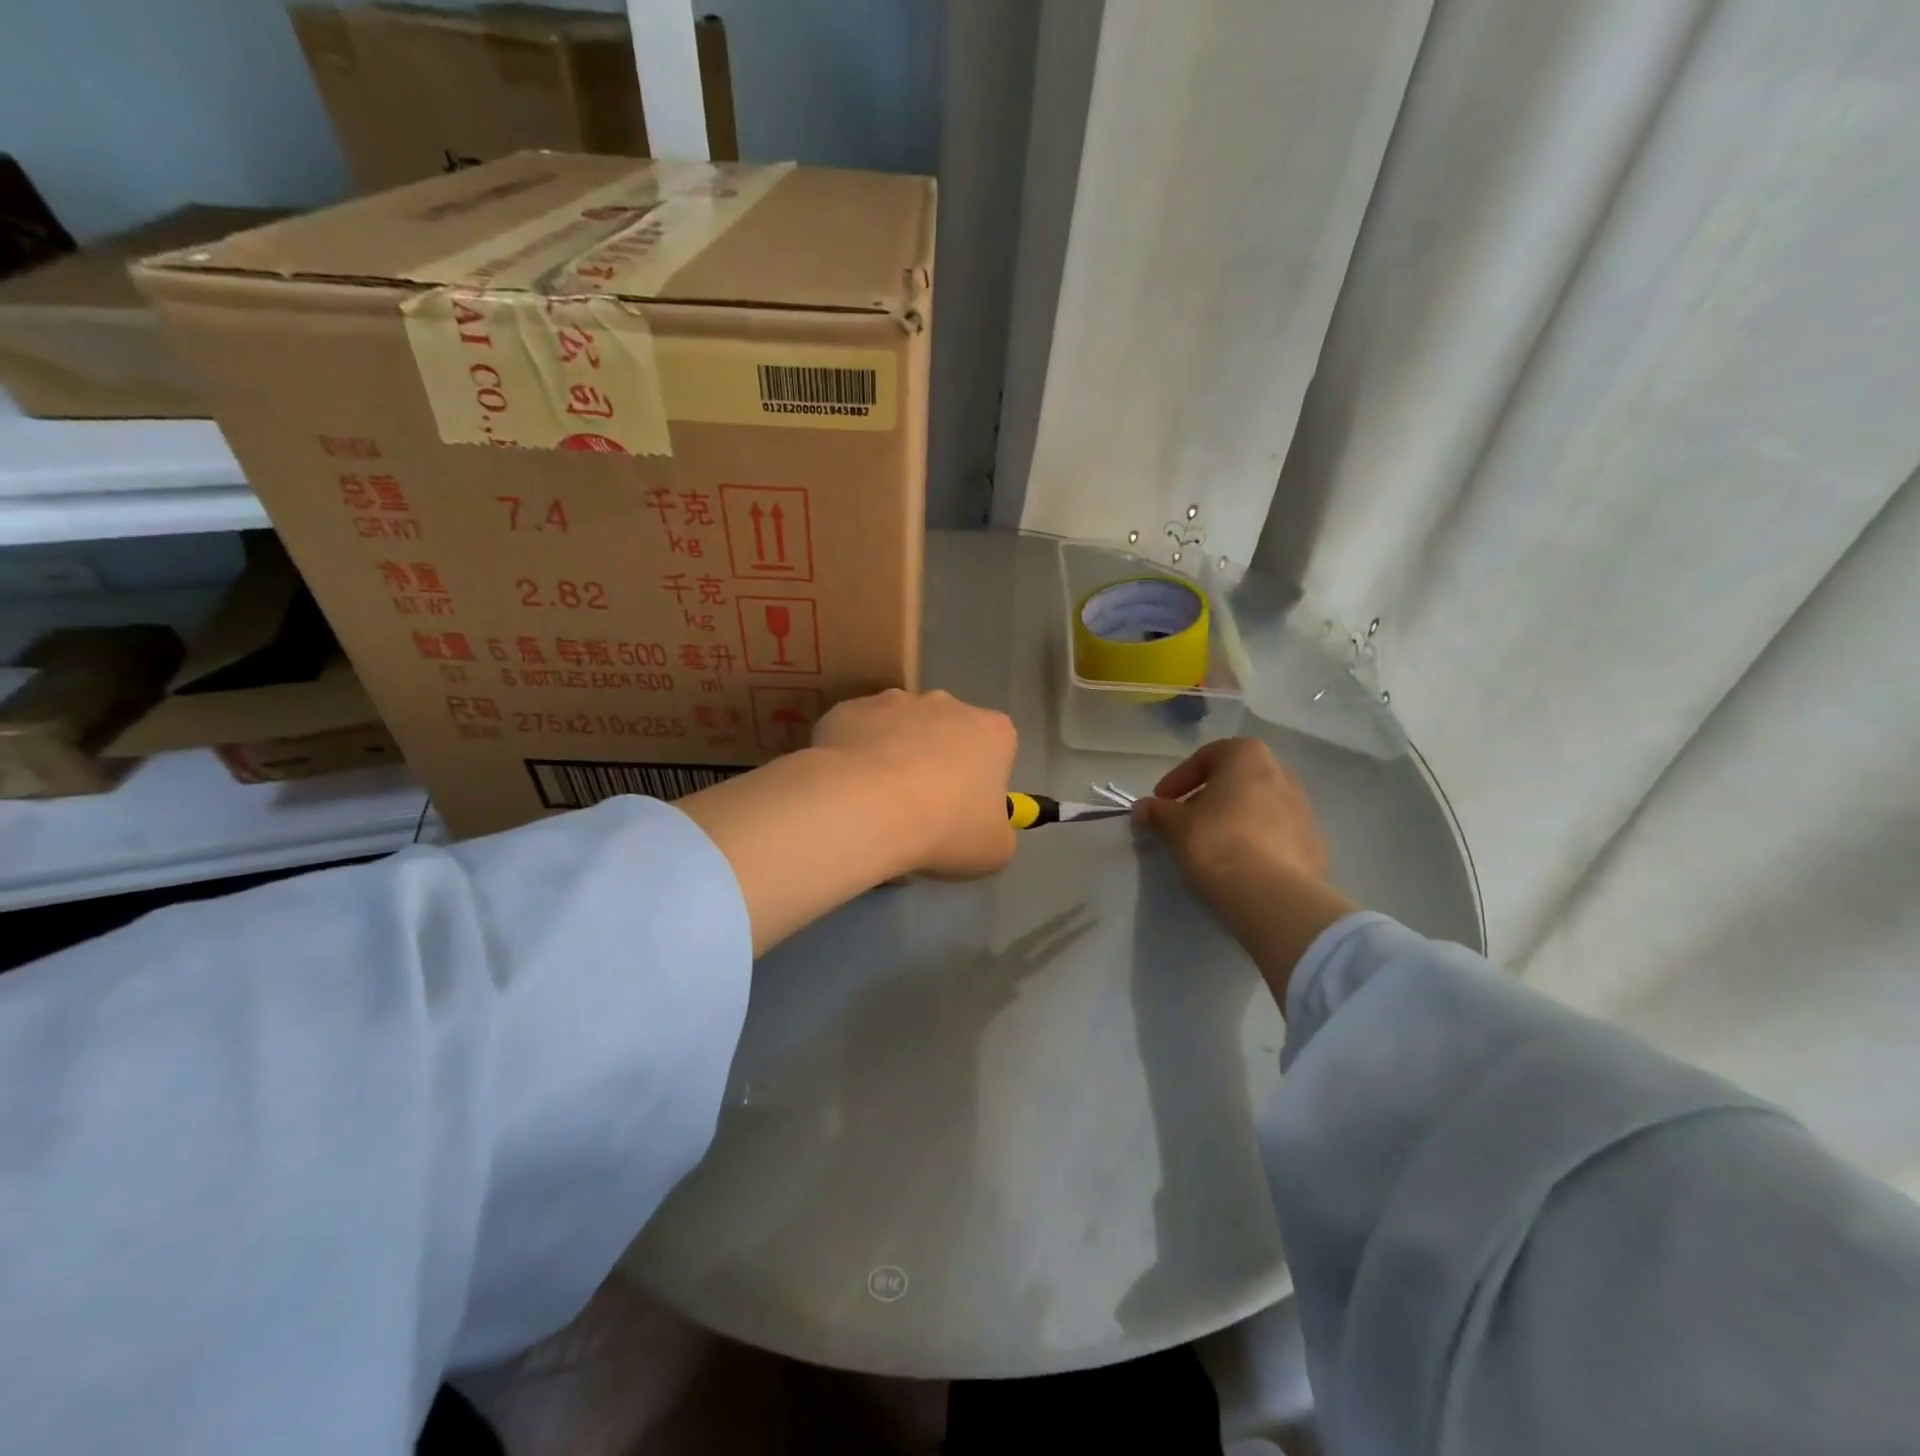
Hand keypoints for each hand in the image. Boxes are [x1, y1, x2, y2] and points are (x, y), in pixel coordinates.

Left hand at [812, 688, 1017, 878]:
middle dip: (937, 762)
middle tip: (921, 810)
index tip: (965, 813)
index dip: (982, 782)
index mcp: (992, 731)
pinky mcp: (849, 709)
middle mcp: (946, 704)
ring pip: (899, 728)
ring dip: (894, 756)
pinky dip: (854, 757)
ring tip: (877, 804)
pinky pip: (857, 734)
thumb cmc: (945, 828)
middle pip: (947, 732)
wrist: (865, 809)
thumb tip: (984, 827)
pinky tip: (847, 791)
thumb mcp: (994, 849)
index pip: (998, 749)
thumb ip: (997, 830)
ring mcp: (893, 701)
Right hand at [1133, 738, 1358, 1001]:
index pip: (1206, 757)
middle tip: (1186, 821)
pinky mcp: (1315, 845)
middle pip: (1236, 780)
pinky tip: (1240, 865)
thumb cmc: (1217, 842)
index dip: (1178, 780)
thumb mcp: (1175, 825)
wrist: (1271, 895)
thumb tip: (1143, 808)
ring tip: (1212, 846)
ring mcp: (1304, 810)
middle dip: (1209, 797)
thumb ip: (1158, 812)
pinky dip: (1257, 842)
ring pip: (1259, 806)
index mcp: (1248, 756)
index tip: (1162, 802)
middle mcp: (1282, 773)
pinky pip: (1278, 835)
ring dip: (1234, 819)